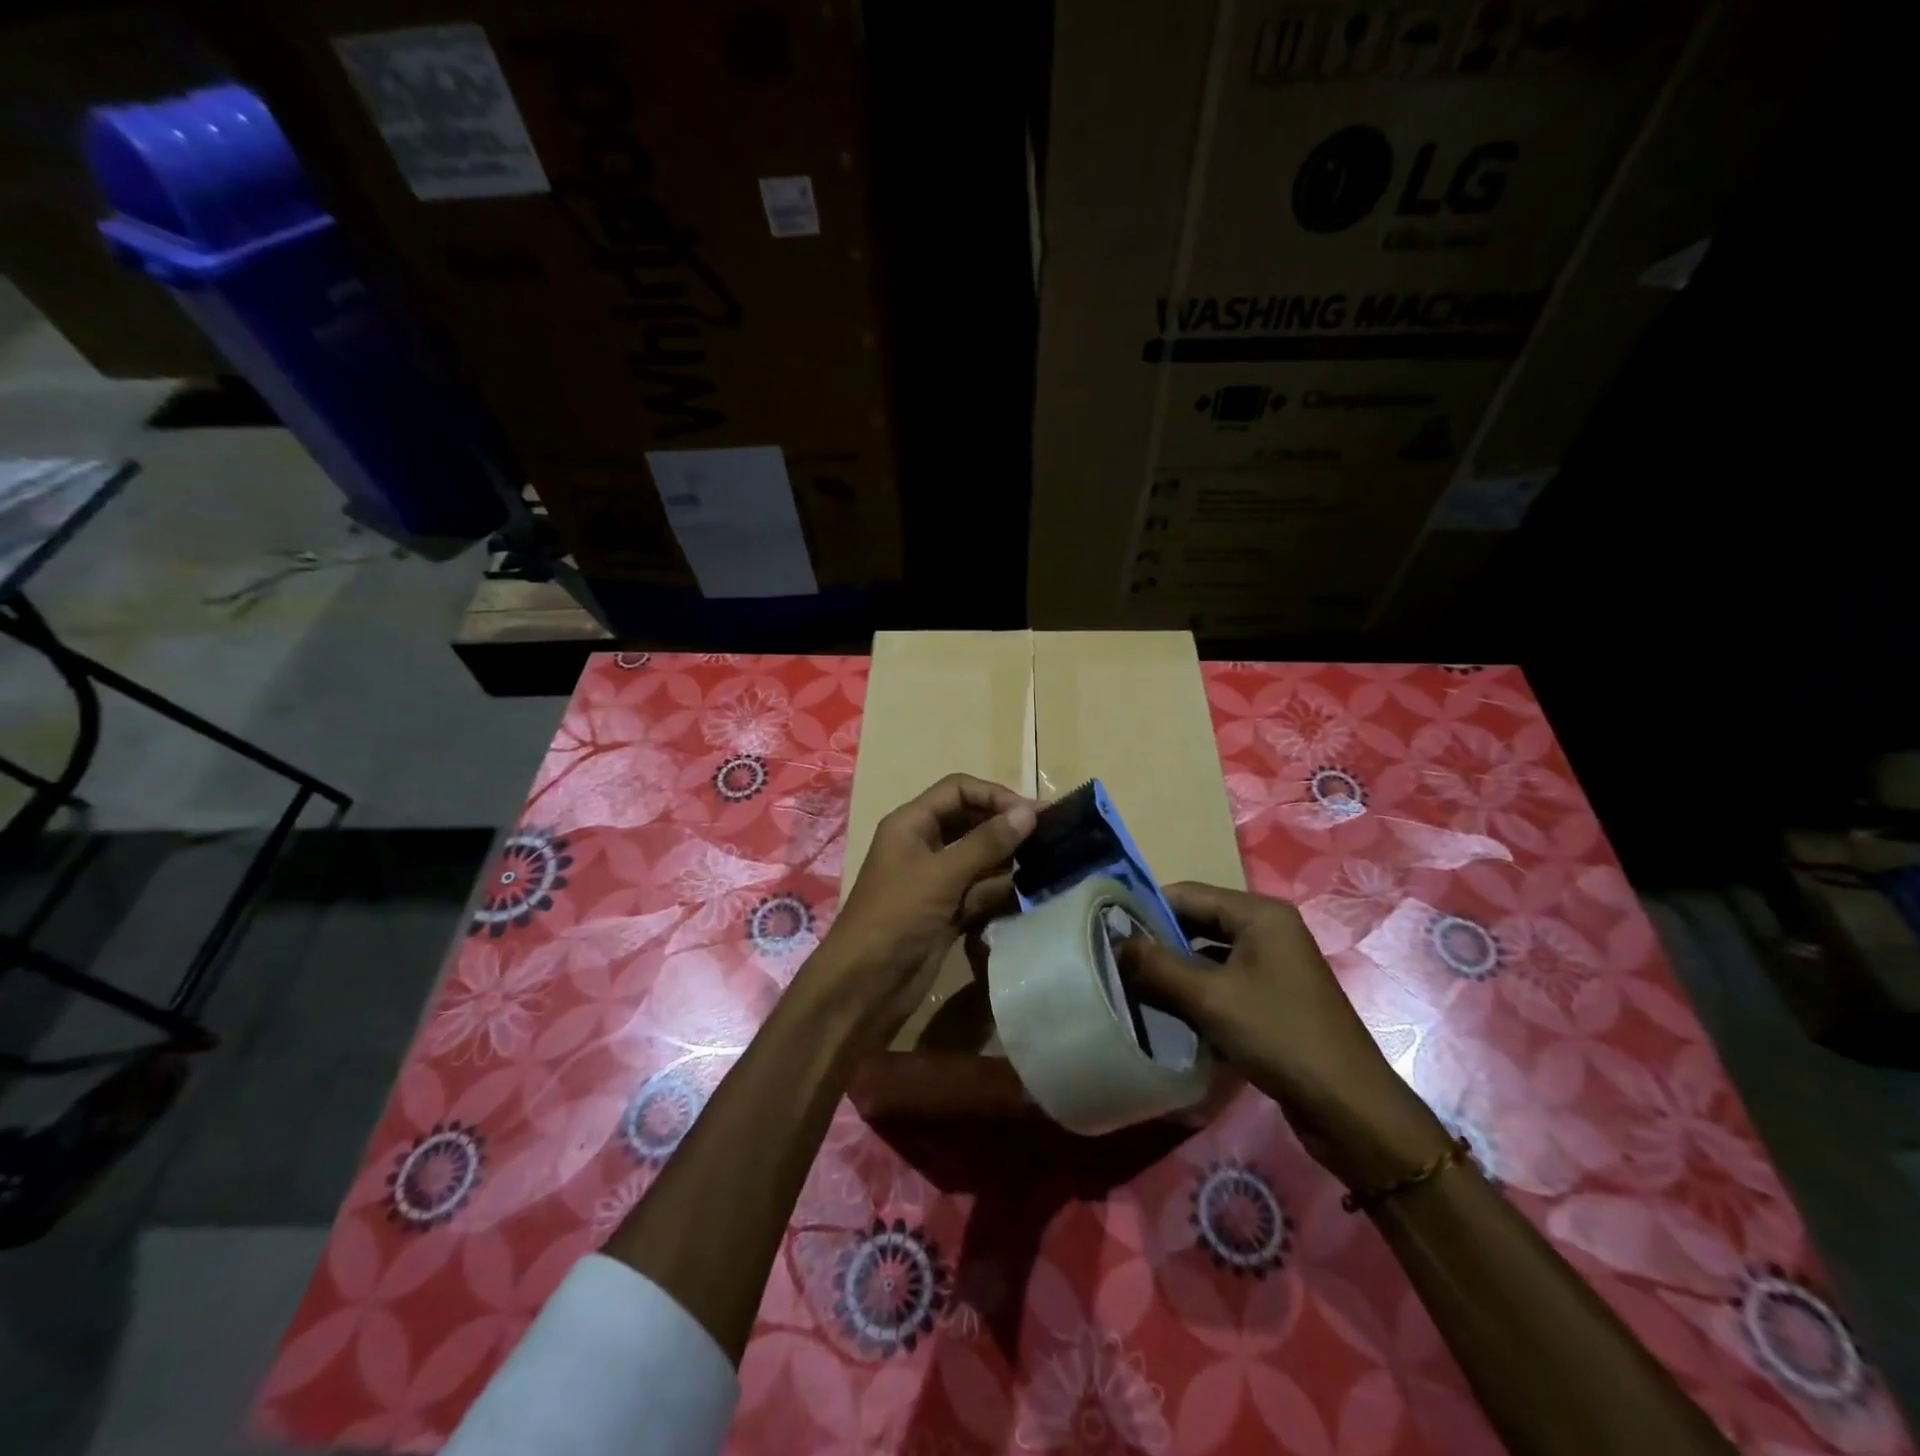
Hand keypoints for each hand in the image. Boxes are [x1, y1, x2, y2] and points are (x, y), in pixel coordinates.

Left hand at [804, 774, 1035, 1045]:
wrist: (866, 985)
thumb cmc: (897, 916)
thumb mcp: (942, 874)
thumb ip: (987, 842)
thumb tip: (1029, 813)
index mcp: (912, 824)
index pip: (958, 790)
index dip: (995, 795)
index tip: (1033, 813)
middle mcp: (924, 845)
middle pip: (971, 821)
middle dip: (1006, 826)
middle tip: (1050, 835)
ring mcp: (936, 880)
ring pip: (979, 858)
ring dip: (1009, 859)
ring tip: (1049, 861)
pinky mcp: (947, 911)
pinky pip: (980, 890)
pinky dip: (1001, 889)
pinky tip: (1031, 890)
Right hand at [1119, 882, 1449, 1191]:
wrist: (1350, 1110)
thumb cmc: (1280, 1037)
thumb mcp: (1210, 998)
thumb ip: (1157, 966)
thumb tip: (1113, 944)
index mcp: (1259, 914)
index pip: (1187, 893)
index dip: (1145, 908)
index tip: (1104, 928)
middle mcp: (1268, 930)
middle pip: (1198, 922)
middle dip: (1157, 942)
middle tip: (1112, 960)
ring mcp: (1273, 965)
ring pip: (1208, 955)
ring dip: (1173, 970)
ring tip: (1131, 986)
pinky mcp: (1274, 998)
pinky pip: (1224, 982)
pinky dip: (1195, 992)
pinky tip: (1167, 1012)